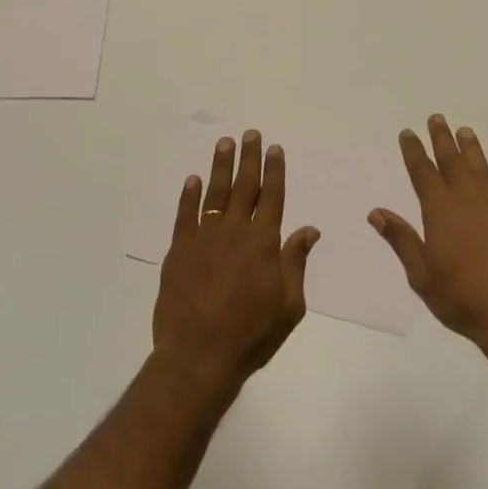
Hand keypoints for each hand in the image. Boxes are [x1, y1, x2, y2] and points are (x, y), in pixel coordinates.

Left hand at [152, 130, 320, 394]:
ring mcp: (204, 238)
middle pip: (243, 187)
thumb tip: (309, 229)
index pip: (272, 197)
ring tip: (224, 144)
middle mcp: (234, 231)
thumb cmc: (252, 334)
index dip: (274, 171)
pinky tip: (192, 179)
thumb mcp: (289, 304)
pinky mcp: (179, 251)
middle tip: (250, 134)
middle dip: (248, 159)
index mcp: (264, 243)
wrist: (199, 354)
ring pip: (213, 193)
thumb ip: (296, 262)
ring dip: (220, 167)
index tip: (274, 148)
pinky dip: (189, 196)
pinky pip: (185, 215)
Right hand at [369, 115, 487, 377]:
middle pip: (454, 165)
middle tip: (437, 119)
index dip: (414, 152)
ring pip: (483, 174)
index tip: (408, 133)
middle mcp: (470, 205)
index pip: (424, 174)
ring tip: (466, 132)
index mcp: (442, 214)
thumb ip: (402, 240)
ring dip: (473, 152)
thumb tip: (377, 212)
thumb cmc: (461, 300)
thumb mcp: (421, 275)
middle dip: (443, 141)